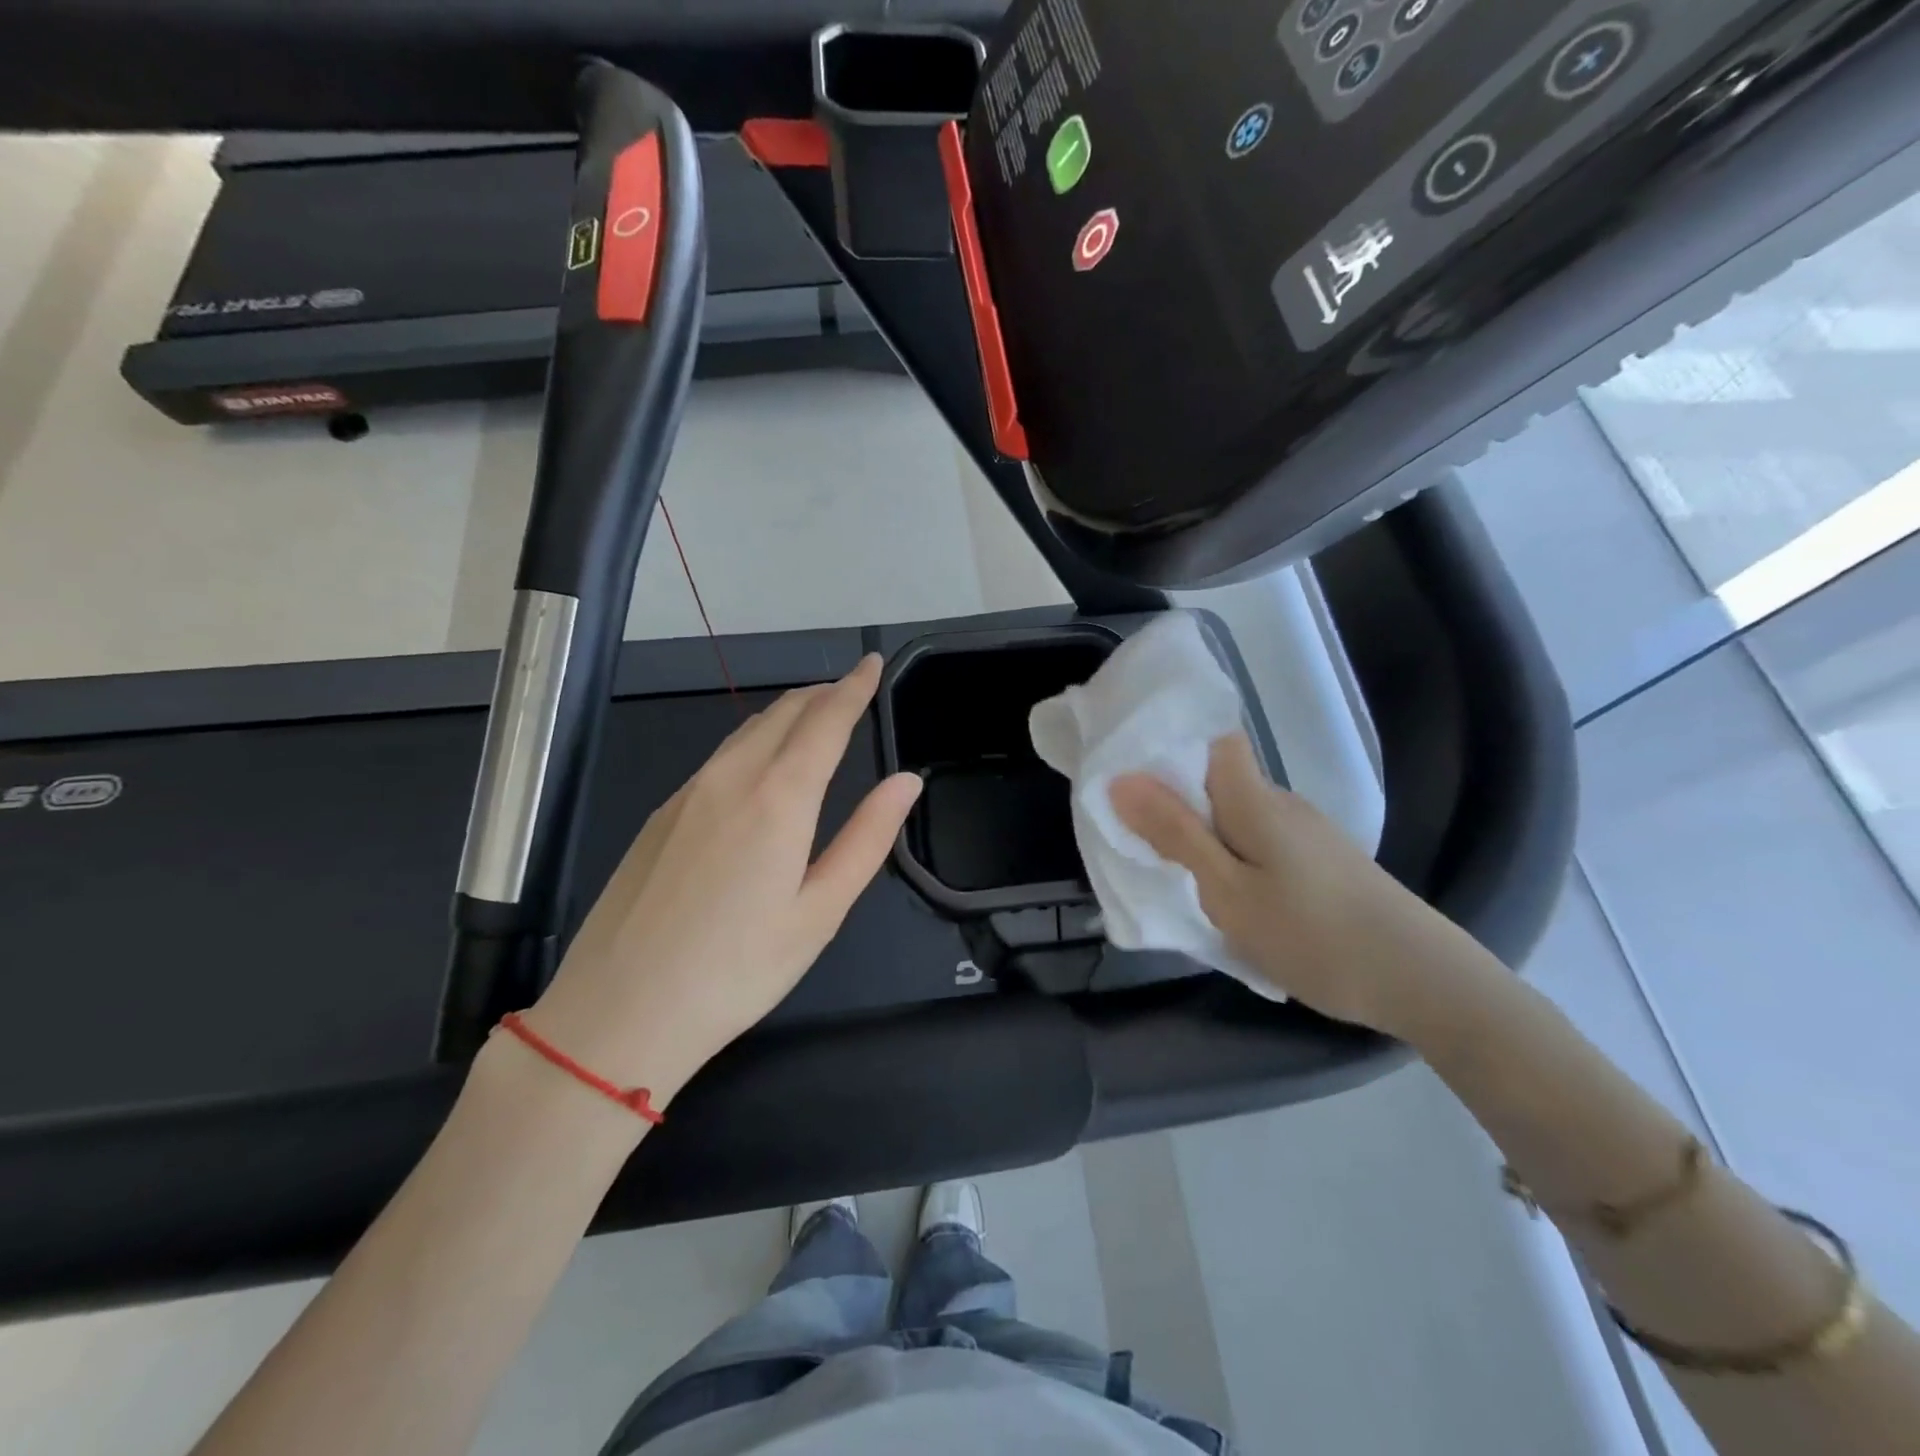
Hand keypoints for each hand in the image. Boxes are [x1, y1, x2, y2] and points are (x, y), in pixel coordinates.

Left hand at [526, 655, 921, 1102]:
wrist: (618, 1013)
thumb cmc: (737, 971)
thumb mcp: (820, 912)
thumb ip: (868, 838)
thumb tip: (907, 781)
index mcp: (778, 799)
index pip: (825, 720)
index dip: (854, 686)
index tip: (873, 662)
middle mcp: (730, 779)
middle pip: (783, 713)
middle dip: (823, 694)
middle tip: (852, 692)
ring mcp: (687, 794)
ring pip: (746, 731)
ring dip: (787, 715)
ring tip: (815, 720)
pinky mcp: (660, 815)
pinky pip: (718, 757)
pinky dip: (754, 742)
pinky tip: (760, 769)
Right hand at [1110, 733, 1469, 1038]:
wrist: (1425, 982)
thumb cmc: (1314, 933)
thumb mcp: (1229, 891)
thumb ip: (1176, 835)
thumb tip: (1121, 779)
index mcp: (1254, 798)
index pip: (1211, 738)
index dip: (1168, 744)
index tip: (1128, 775)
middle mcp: (1281, 802)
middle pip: (1216, 779)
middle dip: (1173, 801)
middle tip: (1136, 839)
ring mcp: (1306, 832)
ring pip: (1236, 816)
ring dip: (1203, 836)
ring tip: (1176, 876)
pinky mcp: (1321, 861)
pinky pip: (1259, 843)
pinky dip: (1232, 858)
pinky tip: (1230, 898)